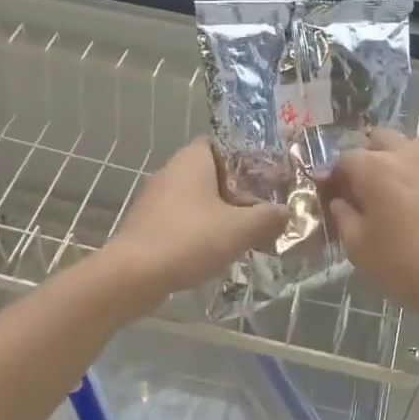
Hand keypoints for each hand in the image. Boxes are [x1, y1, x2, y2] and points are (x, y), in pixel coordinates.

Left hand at [102, 140, 287, 299]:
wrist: (132, 276)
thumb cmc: (189, 240)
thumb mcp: (241, 228)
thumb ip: (269, 217)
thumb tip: (286, 212)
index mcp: (192, 159)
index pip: (223, 143)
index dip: (247, 157)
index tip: (269, 177)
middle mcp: (171, 171)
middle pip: (213, 173)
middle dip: (238, 190)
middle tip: (264, 208)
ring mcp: (155, 199)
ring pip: (197, 198)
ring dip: (220, 212)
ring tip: (246, 232)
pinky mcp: (148, 225)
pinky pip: (182, 219)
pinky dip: (200, 230)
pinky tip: (216, 250)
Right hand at [321, 129, 418, 330]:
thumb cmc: (409, 268)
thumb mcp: (360, 251)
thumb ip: (344, 218)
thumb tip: (340, 202)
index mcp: (374, 169)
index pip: (345, 158)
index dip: (336, 176)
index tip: (335, 195)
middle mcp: (407, 153)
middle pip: (380, 138)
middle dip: (369, 157)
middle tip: (368, 188)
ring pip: (416, 143)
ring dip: (405, 157)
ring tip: (406, 186)